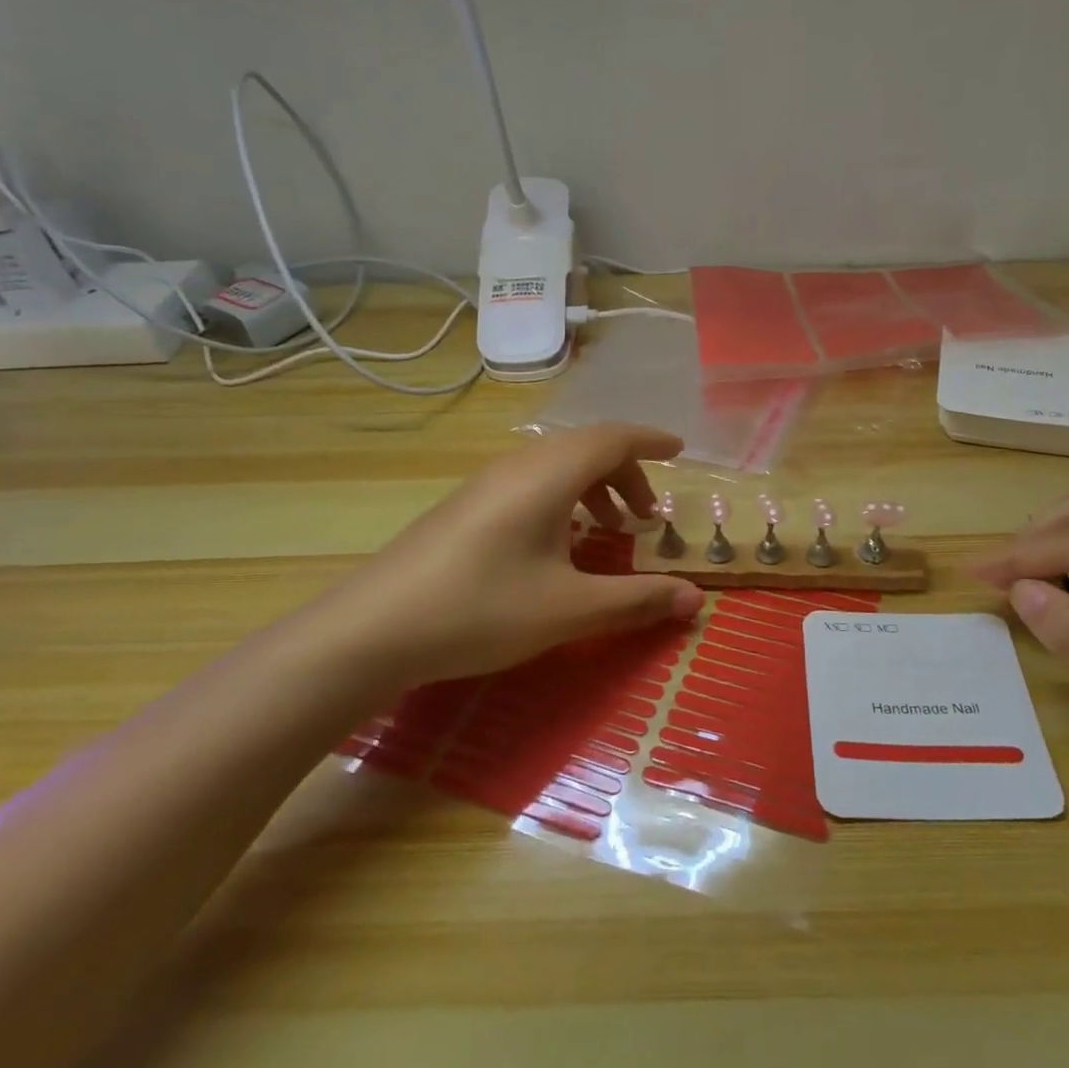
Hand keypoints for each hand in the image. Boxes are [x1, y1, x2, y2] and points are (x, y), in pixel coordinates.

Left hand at [315, 423, 703, 687]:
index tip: (680, 452)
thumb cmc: (481, 609)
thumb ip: (637, 600)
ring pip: (555, 465)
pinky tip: (557, 544)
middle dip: (626, 473)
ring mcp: (486, 483)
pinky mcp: (466, 506)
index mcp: (548, 475)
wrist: (372, 630)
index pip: (613, 437)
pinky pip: (530, 482)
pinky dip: (562, 498)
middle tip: (646, 517)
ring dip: (592, 486)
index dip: (650, 441)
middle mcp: (518, 466)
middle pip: (586, 448)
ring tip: (607, 530)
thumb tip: (696, 600)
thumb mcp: (569, 609)